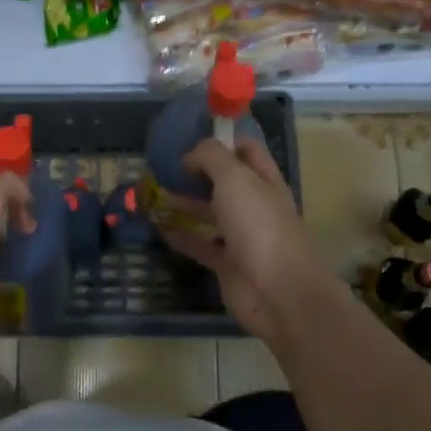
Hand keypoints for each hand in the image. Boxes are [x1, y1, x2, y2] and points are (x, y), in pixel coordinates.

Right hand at [161, 138, 331, 343]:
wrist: (278, 291)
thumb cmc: (259, 225)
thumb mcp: (235, 178)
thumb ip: (211, 157)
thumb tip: (190, 156)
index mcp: (264, 181)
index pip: (246, 150)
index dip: (222, 140)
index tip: (190, 139)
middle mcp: (254, 205)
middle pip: (225, 182)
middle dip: (197, 172)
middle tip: (162, 166)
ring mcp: (242, 236)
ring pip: (210, 213)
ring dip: (184, 202)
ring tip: (153, 193)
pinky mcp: (227, 263)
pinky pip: (200, 244)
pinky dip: (181, 236)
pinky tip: (158, 226)